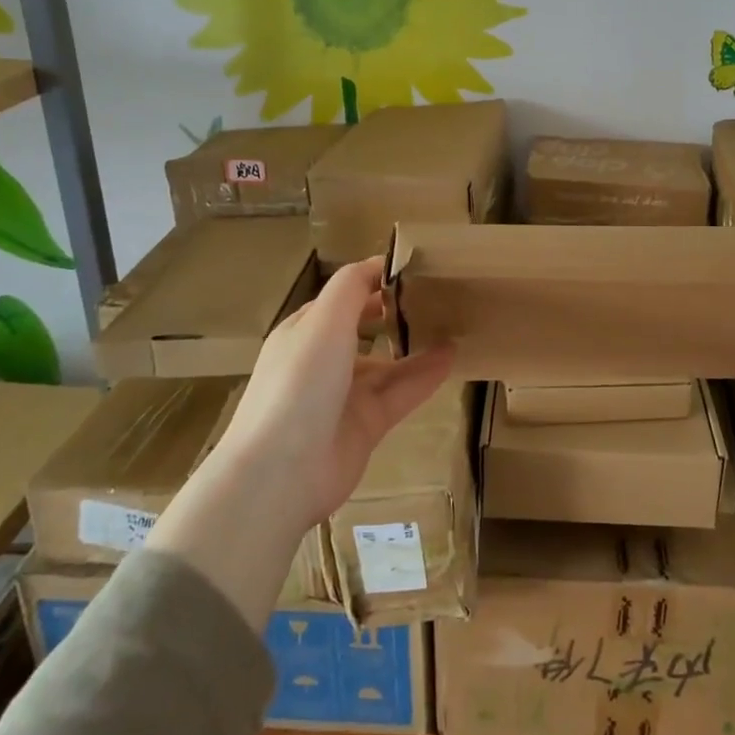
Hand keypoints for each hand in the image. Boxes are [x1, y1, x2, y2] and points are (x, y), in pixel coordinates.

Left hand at [146, 258, 453, 629]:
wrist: (281, 472)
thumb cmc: (300, 382)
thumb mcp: (324, 320)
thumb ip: (352, 286)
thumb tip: (380, 261)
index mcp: (305, 331)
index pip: (343, 296)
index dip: (375, 280)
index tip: (414, 267)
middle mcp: (323, 360)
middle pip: (365, 329)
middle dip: (395, 313)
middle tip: (437, 295)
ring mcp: (344, 396)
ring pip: (387, 364)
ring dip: (416, 345)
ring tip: (453, 324)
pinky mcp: (365, 426)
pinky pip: (400, 393)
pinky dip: (425, 375)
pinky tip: (452, 357)